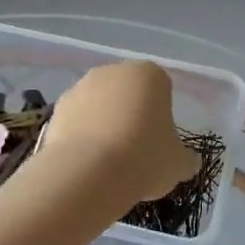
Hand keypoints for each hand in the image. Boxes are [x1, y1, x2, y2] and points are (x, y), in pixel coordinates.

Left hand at [41, 60, 198, 203]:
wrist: (88, 173)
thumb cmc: (144, 159)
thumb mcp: (178, 164)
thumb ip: (185, 158)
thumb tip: (188, 161)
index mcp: (149, 74)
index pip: (162, 87)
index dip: (162, 114)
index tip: (160, 140)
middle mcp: (112, 72)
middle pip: (127, 93)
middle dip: (131, 115)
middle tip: (136, 150)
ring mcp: (80, 87)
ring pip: (99, 106)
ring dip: (104, 125)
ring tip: (109, 162)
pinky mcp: (56, 110)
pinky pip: (77, 122)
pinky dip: (82, 137)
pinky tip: (88, 163)